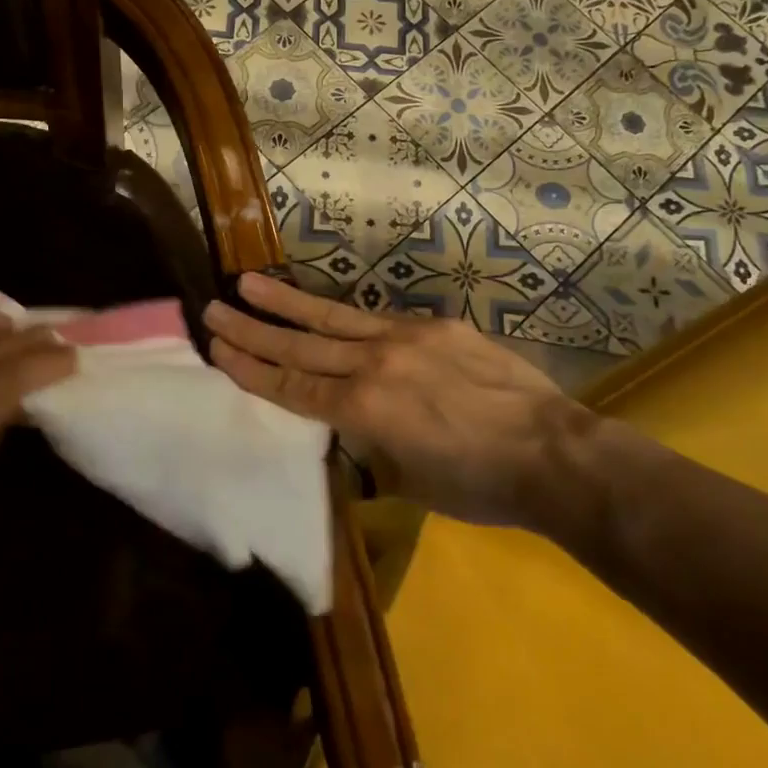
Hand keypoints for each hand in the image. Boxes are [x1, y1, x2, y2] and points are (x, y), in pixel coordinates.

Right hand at [203, 273, 592, 527]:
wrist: (552, 454)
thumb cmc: (478, 485)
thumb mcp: (408, 480)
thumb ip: (369, 446)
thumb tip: (350, 431)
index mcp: (364, 410)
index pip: (293, 387)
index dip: (252, 369)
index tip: (218, 348)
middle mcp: (375, 364)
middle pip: (301, 346)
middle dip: (254, 329)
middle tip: (215, 308)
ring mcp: (407, 338)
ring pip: (334, 319)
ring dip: (288, 303)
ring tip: (250, 282)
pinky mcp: (437, 326)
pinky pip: (380, 321)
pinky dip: (348, 319)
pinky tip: (328, 311)